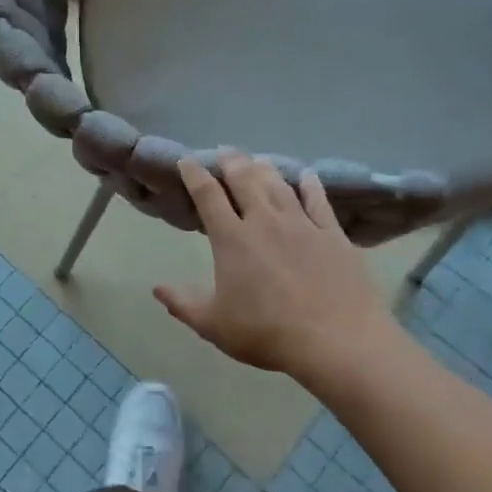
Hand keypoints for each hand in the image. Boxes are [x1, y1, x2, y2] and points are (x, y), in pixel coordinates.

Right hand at [154, 151, 401, 387]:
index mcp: (232, 239)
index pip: (208, 195)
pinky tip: (306, 176)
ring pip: (279, 185)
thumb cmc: (267, 333)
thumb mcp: (215, 326)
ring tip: (257, 159)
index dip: (195, 174)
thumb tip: (157, 288)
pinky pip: (318, 201)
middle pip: (245, 179)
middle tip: (224, 151)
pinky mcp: (332, 234)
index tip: (187, 161)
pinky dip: (310, 185)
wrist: (335, 340)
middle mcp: (264, 221)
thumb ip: (183, 305)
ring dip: (265, 168)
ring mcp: (302, 224)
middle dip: (231, 161)